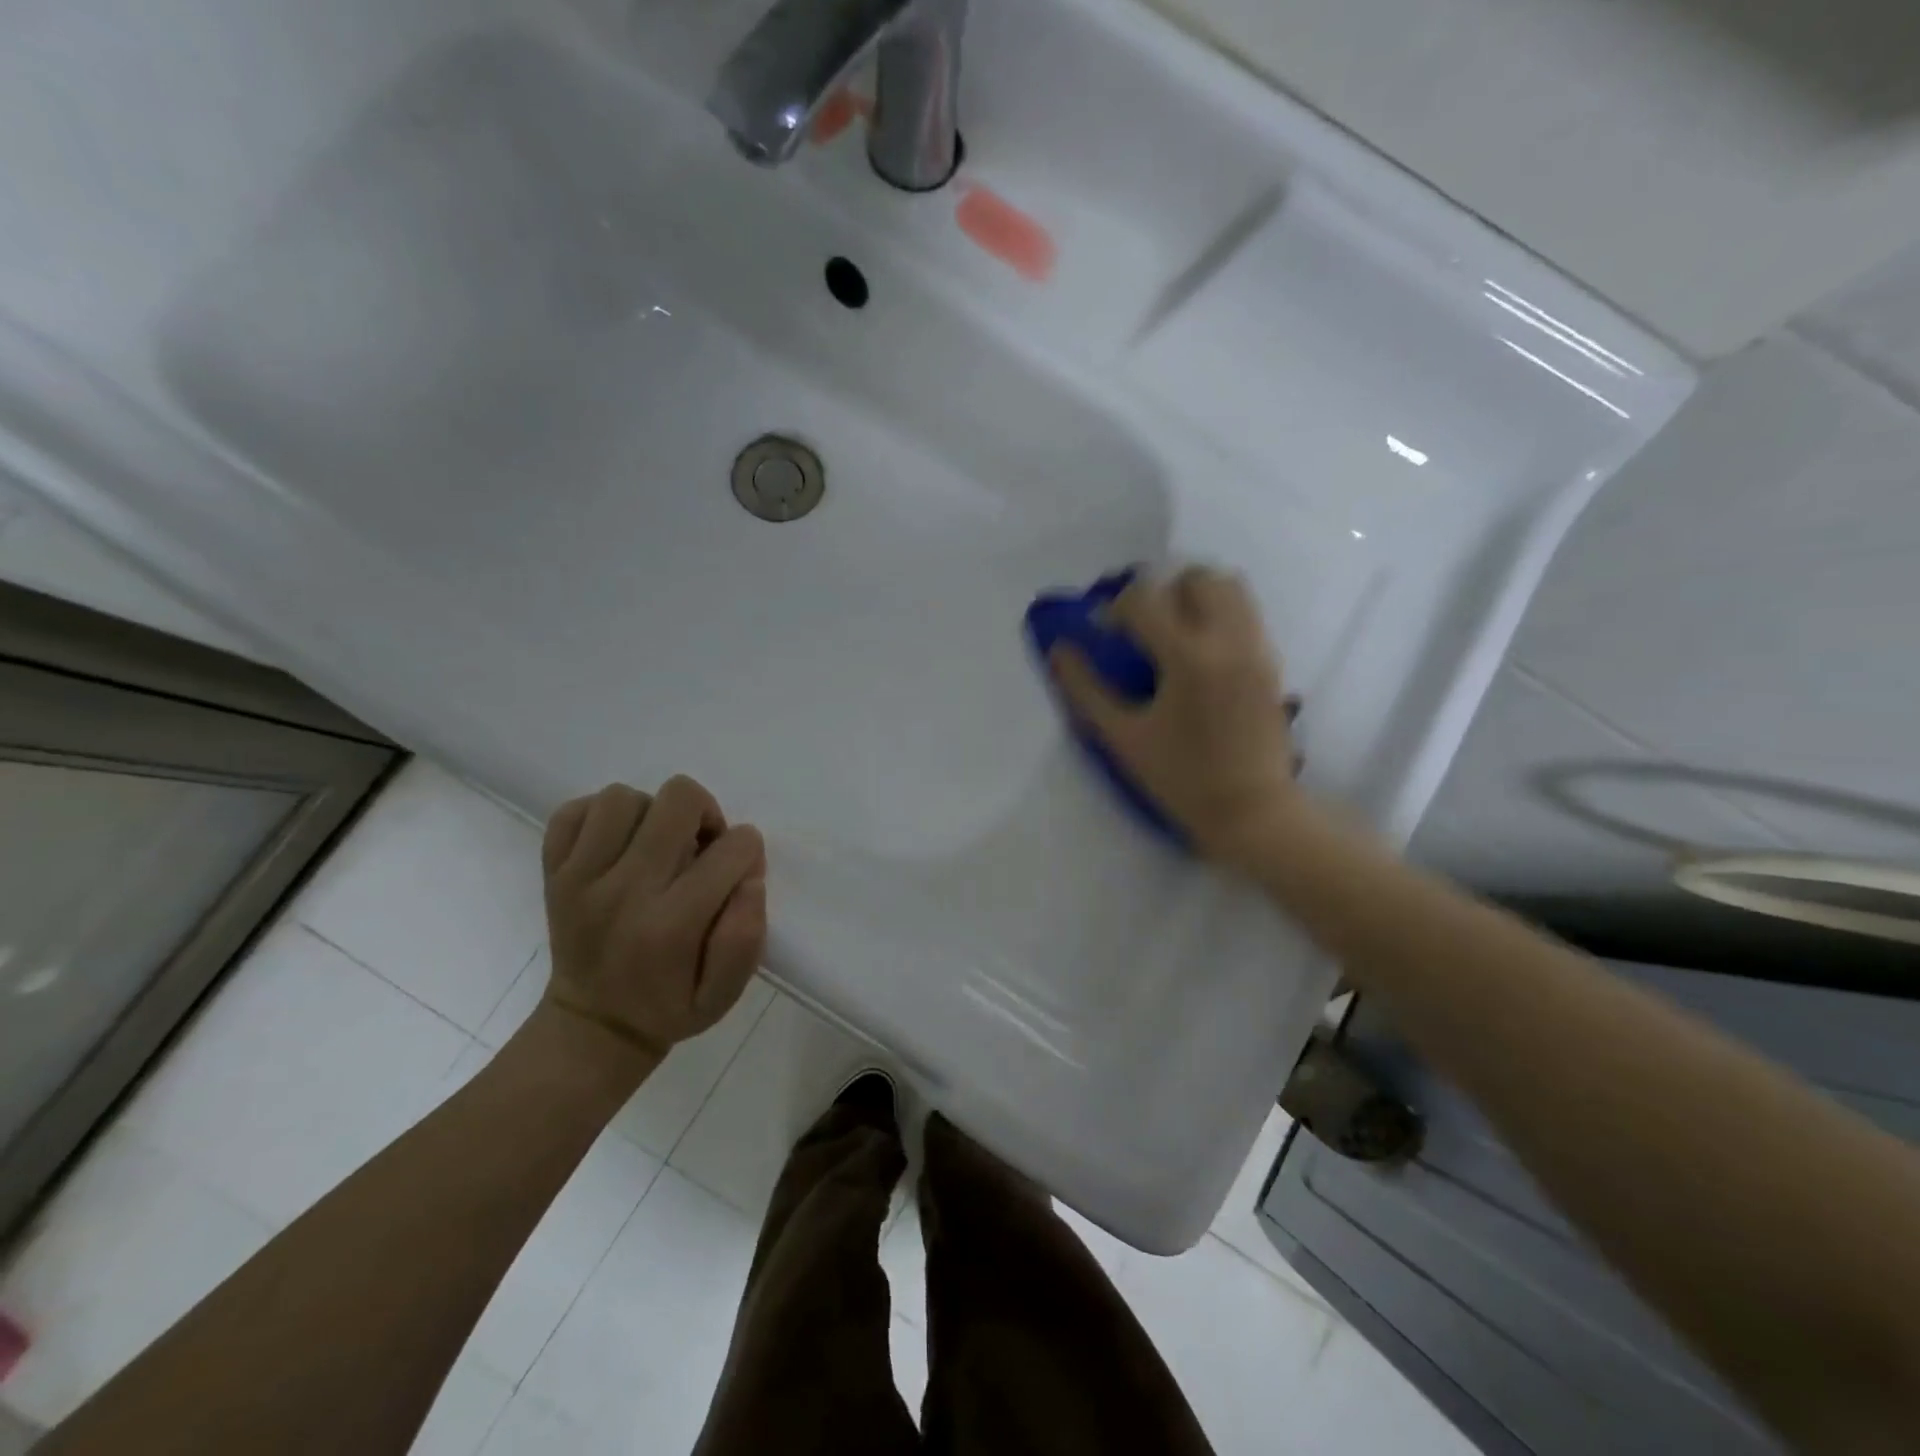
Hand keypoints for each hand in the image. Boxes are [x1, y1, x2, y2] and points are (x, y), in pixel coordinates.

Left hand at [539, 777, 766, 1066]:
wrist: (592, 1026)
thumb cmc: (670, 1005)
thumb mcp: (725, 993)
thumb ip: (746, 936)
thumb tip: (749, 878)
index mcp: (672, 924)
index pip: (734, 848)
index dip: (748, 853)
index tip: (736, 876)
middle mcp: (624, 891)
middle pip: (679, 800)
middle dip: (705, 815)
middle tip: (699, 849)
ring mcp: (580, 877)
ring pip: (625, 797)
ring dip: (651, 815)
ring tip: (656, 847)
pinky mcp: (552, 871)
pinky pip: (575, 810)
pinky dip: (601, 817)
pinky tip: (618, 845)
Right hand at [1050, 566, 1302, 868]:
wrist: (1251, 811)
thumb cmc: (1181, 778)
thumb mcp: (1122, 737)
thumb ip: (1086, 689)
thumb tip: (1059, 651)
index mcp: (1187, 657)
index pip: (1146, 598)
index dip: (1116, 607)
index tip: (1107, 633)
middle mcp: (1227, 640)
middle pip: (1196, 578)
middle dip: (1161, 592)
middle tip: (1143, 626)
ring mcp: (1256, 648)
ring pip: (1230, 587)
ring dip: (1195, 596)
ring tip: (1174, 631)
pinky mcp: (1271, 662)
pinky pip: (1246, 613)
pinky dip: (1219, 615)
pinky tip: (1200, 653)